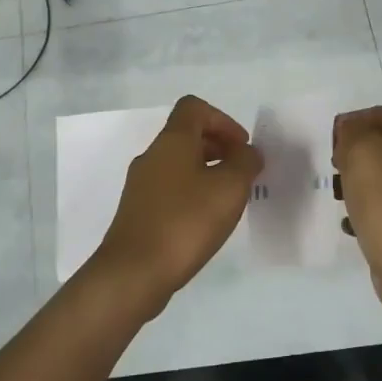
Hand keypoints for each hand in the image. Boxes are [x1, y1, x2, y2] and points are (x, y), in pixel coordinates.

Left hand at [90, 95, 262, 313]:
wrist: (133, 273)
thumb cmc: (186, 221)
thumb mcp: (230, 188)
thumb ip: (245, 163)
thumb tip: (247, 153)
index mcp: (172, 141)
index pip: (194, 108)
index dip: (223, 120)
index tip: (241, 147)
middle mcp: (152, 156)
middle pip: (187, 135)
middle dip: (219, 147)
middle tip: (241, 173)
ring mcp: (140, 185)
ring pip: (178, 164)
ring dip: (206, 172)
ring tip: (227, 200)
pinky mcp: (137, 212)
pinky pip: (169, 189)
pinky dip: (191, 194)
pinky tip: (205, 222)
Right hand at [333, 105, 381, 313]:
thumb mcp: (362, 151)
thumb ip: (352, 132)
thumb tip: (350, 130)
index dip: (356, 118)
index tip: (333, 138)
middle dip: (353, 151)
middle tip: (334, 166)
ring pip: (380, 177)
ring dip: (354, 182)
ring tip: (337, 196)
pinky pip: (381, 208)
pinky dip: (362, 211)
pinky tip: (349, 224)